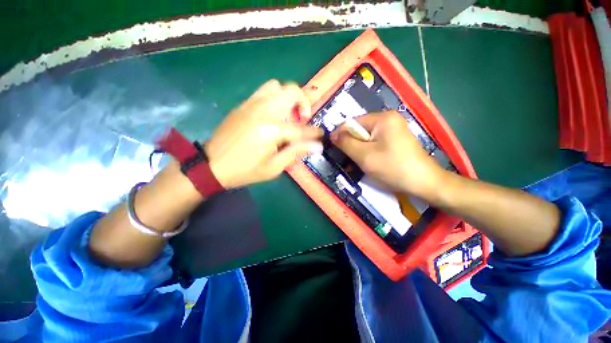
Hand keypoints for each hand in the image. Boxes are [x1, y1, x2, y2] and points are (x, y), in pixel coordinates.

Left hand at [206, 80, 323, 188]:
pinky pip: (264, 92)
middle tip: (302, 120)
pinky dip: (274, 99)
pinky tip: (273, 115)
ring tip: (287, 115)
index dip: (314, 132)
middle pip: (292, 91)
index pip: (301, 128)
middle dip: (304, 103)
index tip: (320, 135)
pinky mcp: (243, 105)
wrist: (212, 165)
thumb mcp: (274, 167)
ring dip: (287, 98)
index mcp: (272, 129)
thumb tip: (317, 146)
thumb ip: (296, 153)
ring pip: (277, 86)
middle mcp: (264, 110)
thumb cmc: (245, 170)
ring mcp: (251, 104)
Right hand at [330, 111, 444, 199]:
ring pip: (367, 138)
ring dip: (360, 150)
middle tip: (350, 159)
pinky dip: (369, 151)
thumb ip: (346, 143)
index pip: (353, 122)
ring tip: (360, 163)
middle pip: (360, 130)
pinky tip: (370, 162)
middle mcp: (389, 119)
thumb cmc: (392, 168)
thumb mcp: (364, 156)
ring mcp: (394, 129)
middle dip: (353, 144)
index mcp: (383, 118)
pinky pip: (376, 142)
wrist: (424, 183)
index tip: (335, 149)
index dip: (342, 135)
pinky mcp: (396, 139)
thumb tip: (332, 134)